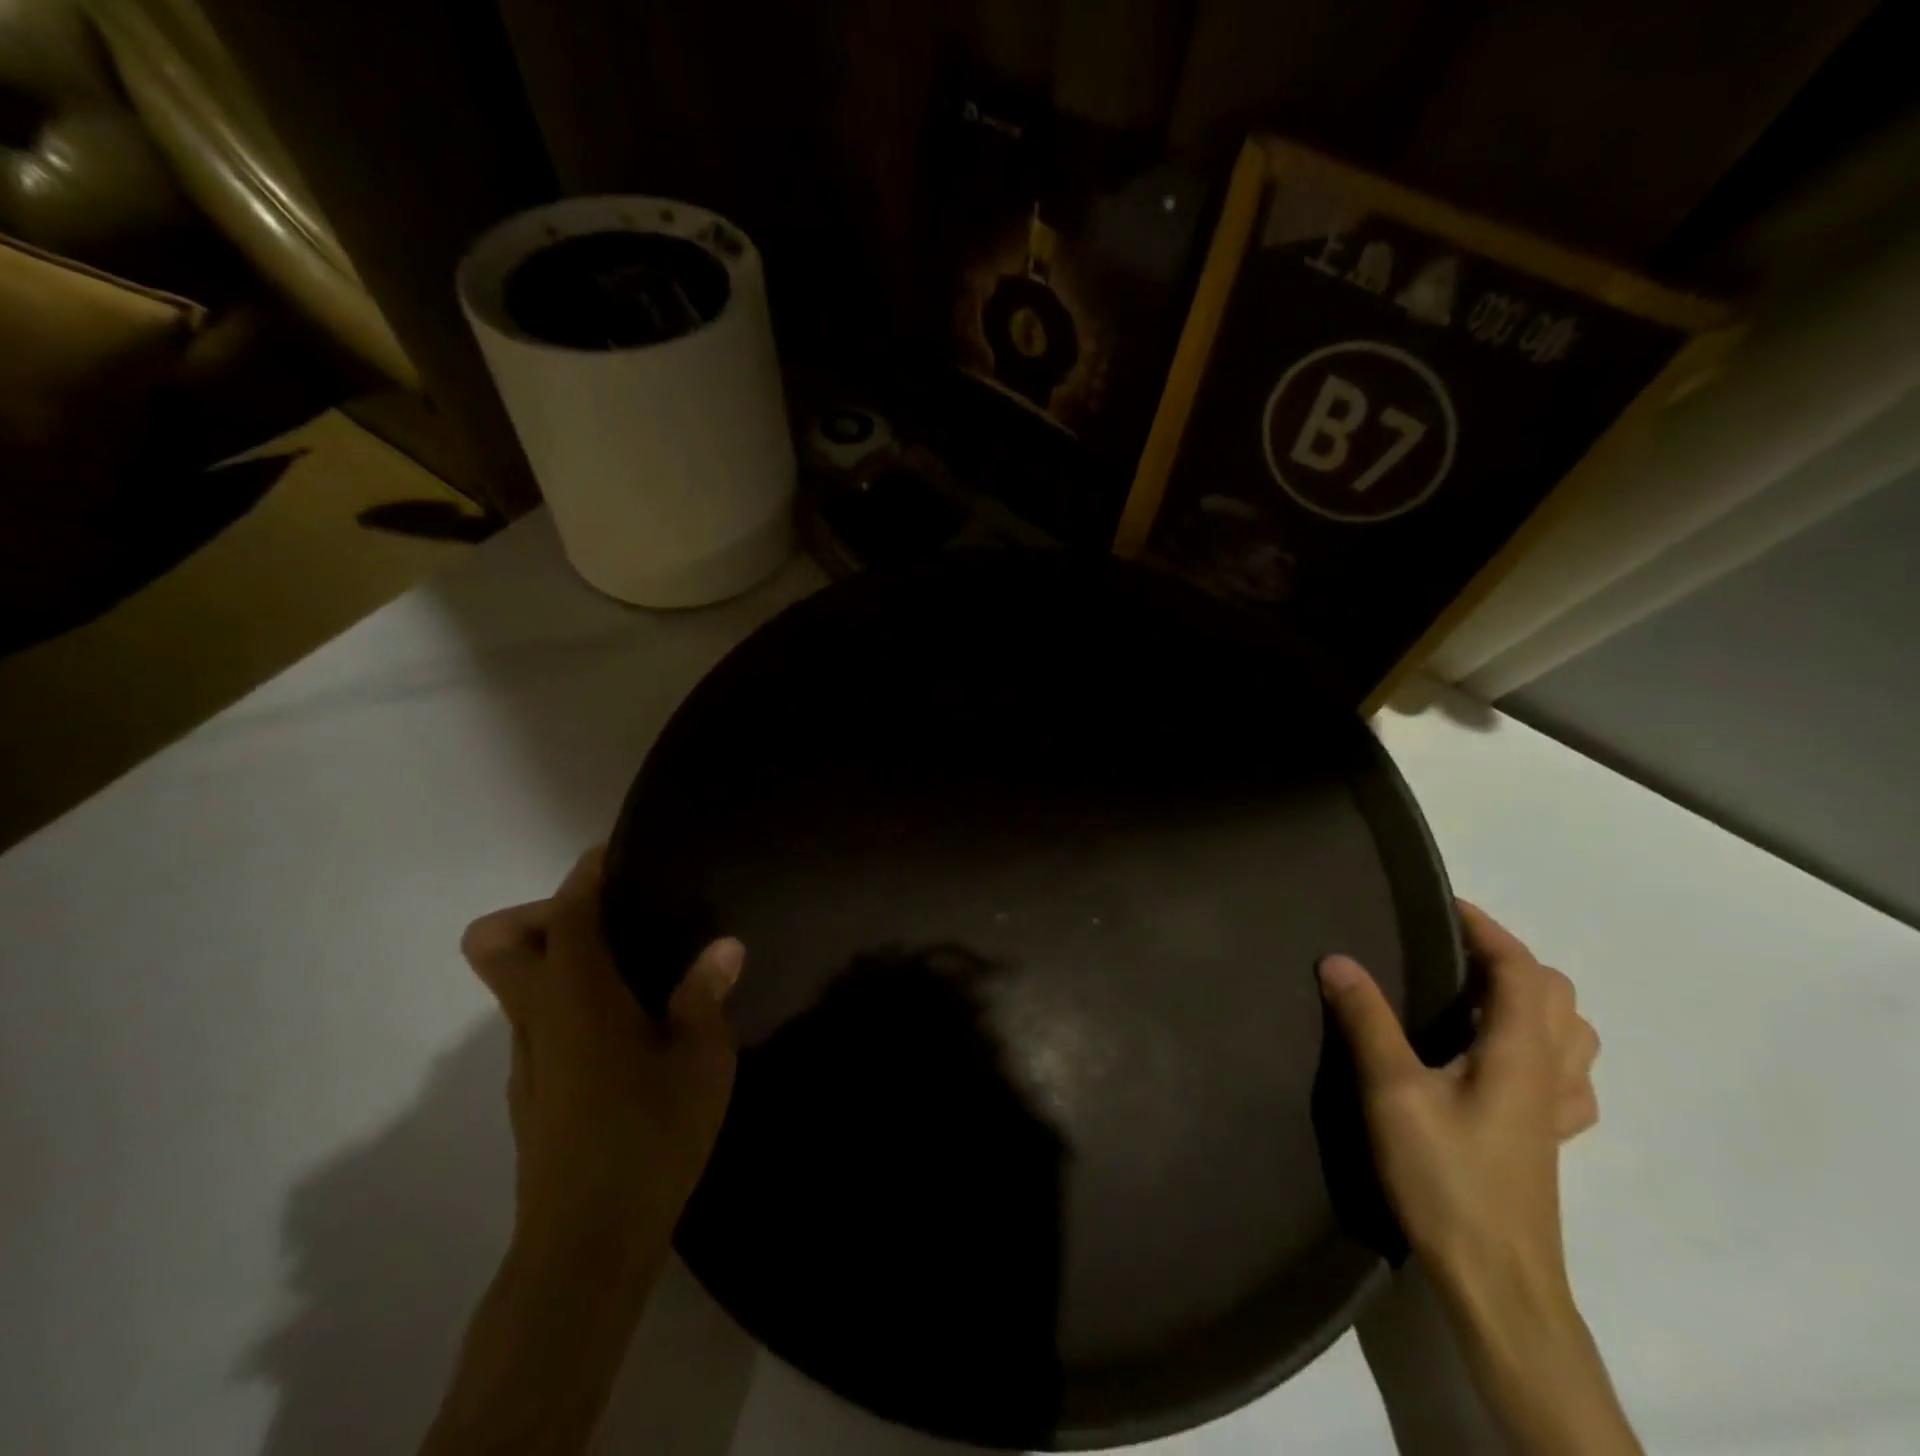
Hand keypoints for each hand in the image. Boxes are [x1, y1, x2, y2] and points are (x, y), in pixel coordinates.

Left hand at [425, 852, 744, 1455]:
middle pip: (496, 943)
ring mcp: (526, 1059)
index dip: (584, 876)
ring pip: (515, 983)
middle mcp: (537, 1019)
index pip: (564, 915)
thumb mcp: (701, 1062)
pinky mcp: (530, 1092)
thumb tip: (725, 945)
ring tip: (630, 967)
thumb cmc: (650, 1138)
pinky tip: (625, 1028)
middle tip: (608, 918)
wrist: (586, 1246)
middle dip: (538, 913)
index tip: (612, 855)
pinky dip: (566, 1000)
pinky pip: (535, 1019)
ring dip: (555, 957)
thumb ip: (706, 996)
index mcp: (578, 999)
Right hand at [1318, 902, 1599, 1300]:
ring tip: (1474, 997)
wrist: (1497, 1281)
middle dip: (1508, 958)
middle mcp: (1549, 1072)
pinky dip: (1543, 1050)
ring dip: (1532, 1000)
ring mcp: (1555, 1110)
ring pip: (1570, 1034)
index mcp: (1518, 1052)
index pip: (1521, 969)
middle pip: (1555, 995)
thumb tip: (1337, 959)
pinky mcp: (1547, 1140)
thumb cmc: (1447, 1178)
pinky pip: (1567, 1078)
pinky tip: (1504, 1063)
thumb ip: (1367, 1021)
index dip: (1487, 929)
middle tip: (1449, 951)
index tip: (1442, 905)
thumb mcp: (1393, 1092)